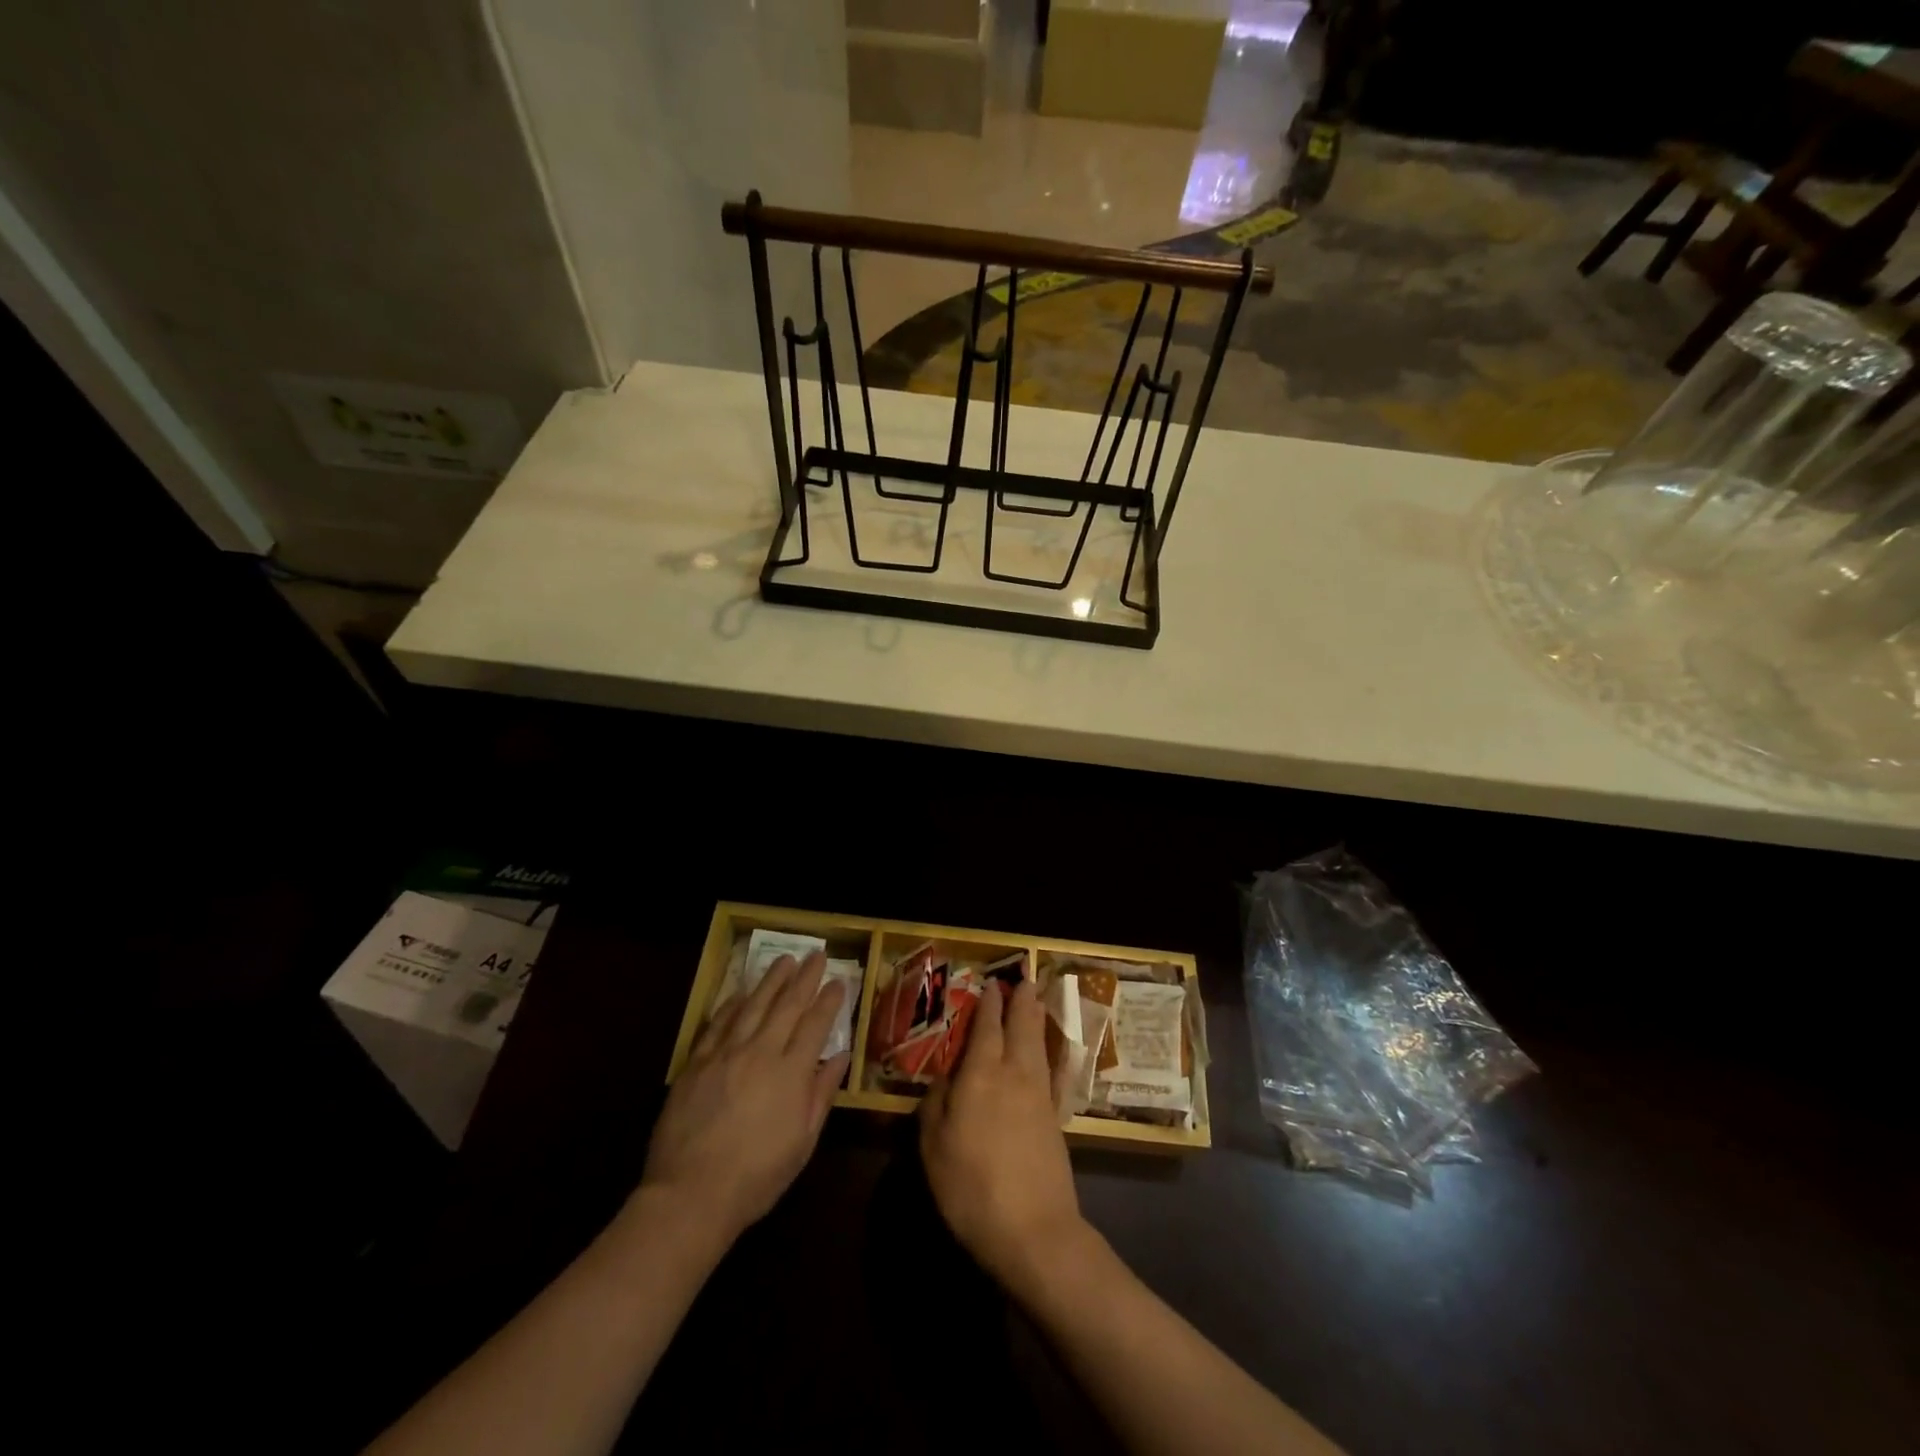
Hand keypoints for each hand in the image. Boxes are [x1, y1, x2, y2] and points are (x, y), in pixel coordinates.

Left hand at [639, 953, 849, 1244]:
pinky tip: (741, 992)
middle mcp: (761, 1052)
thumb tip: (839, 1056)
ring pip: (753, 1005)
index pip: (816, 1024)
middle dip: (805, 977)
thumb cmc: (756, 1177)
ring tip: (784, 959)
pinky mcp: (696, 1063)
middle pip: (787, 1005)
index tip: (838, 980)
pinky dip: (732, 1004)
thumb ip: (821, 1094)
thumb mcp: (802, 1143)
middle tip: (817, 953)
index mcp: (791, 1073)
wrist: (690, 1195)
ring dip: (771, 980)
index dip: (829, 1000)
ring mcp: (725, 1054)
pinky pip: (718, 1023)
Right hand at [920, 979, 1089, 1294]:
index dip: (988, 1006)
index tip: (991, 985)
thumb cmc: (971, 1187)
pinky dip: (1054, 1055)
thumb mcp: (934, 1146)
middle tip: (1024, 980)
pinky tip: (1055, 1053)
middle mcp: (1013, 1074)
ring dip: (1037, 1019)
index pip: (985, 1029)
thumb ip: (936, 1104)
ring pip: (1038, 1045)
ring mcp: (1039, 1095)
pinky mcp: (1055, 1118)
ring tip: (1037, 1001)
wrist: (1033, 1229)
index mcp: (980, 1075)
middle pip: (1020, 1028)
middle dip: (1020, 1002)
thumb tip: (945, 1078)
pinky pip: (1054, 1073)